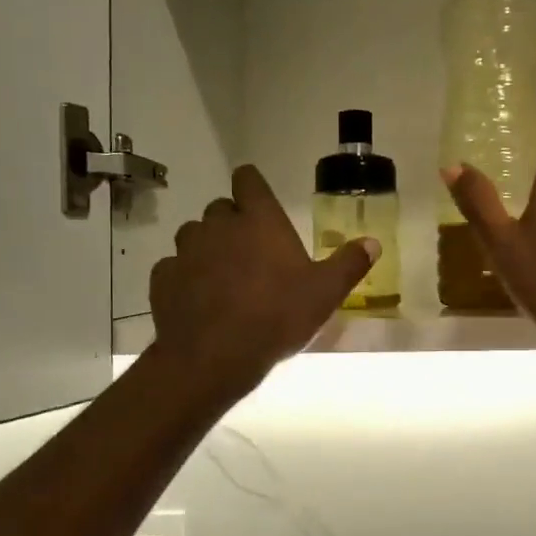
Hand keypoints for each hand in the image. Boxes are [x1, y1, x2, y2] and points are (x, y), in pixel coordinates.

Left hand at [149, 165, 374, 400]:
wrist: (214, 357)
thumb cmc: (277, 316)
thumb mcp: (326, 293)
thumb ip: (349, 263)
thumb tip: (372, 242)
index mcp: (259, 220)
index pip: (248, 179)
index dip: (253, 187)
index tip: (260, 203)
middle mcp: (219, 225)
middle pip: (221, 208)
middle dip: (233, 222)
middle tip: (251, 251)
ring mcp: (186, 250)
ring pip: (194, 234)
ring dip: (207, 246)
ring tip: (223, 275)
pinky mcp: (163, 278)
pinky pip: (174, 266)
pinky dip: (185, 275)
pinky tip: (199, 298)